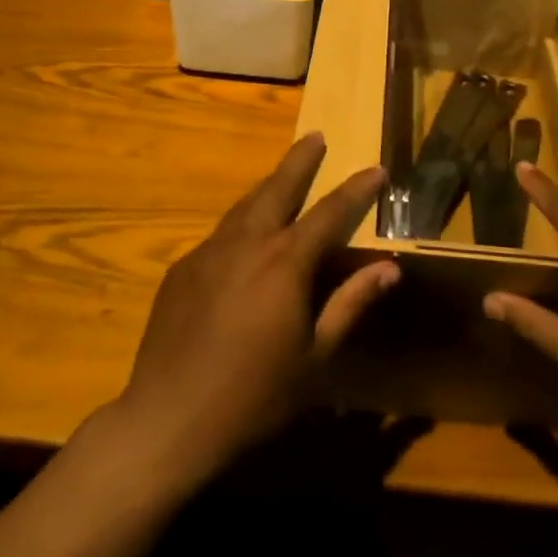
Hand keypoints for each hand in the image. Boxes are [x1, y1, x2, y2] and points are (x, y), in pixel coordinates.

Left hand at [113, 132, 397, 488]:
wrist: (167, 420)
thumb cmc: (255, 394)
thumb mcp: (316, 356)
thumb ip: (351, 303)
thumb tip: (390, 267)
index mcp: (285, 262)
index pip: (330, 212)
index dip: (357, 189)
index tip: (377, 169)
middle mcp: (246, 244)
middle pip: (277, 188)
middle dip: (300, 161)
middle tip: (316, 137)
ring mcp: (208, 253)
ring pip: (244, 207)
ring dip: (268, 187)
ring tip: (283, 177)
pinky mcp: (181, 270)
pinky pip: (219, 236)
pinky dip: (241, 226)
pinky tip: (244, 243)